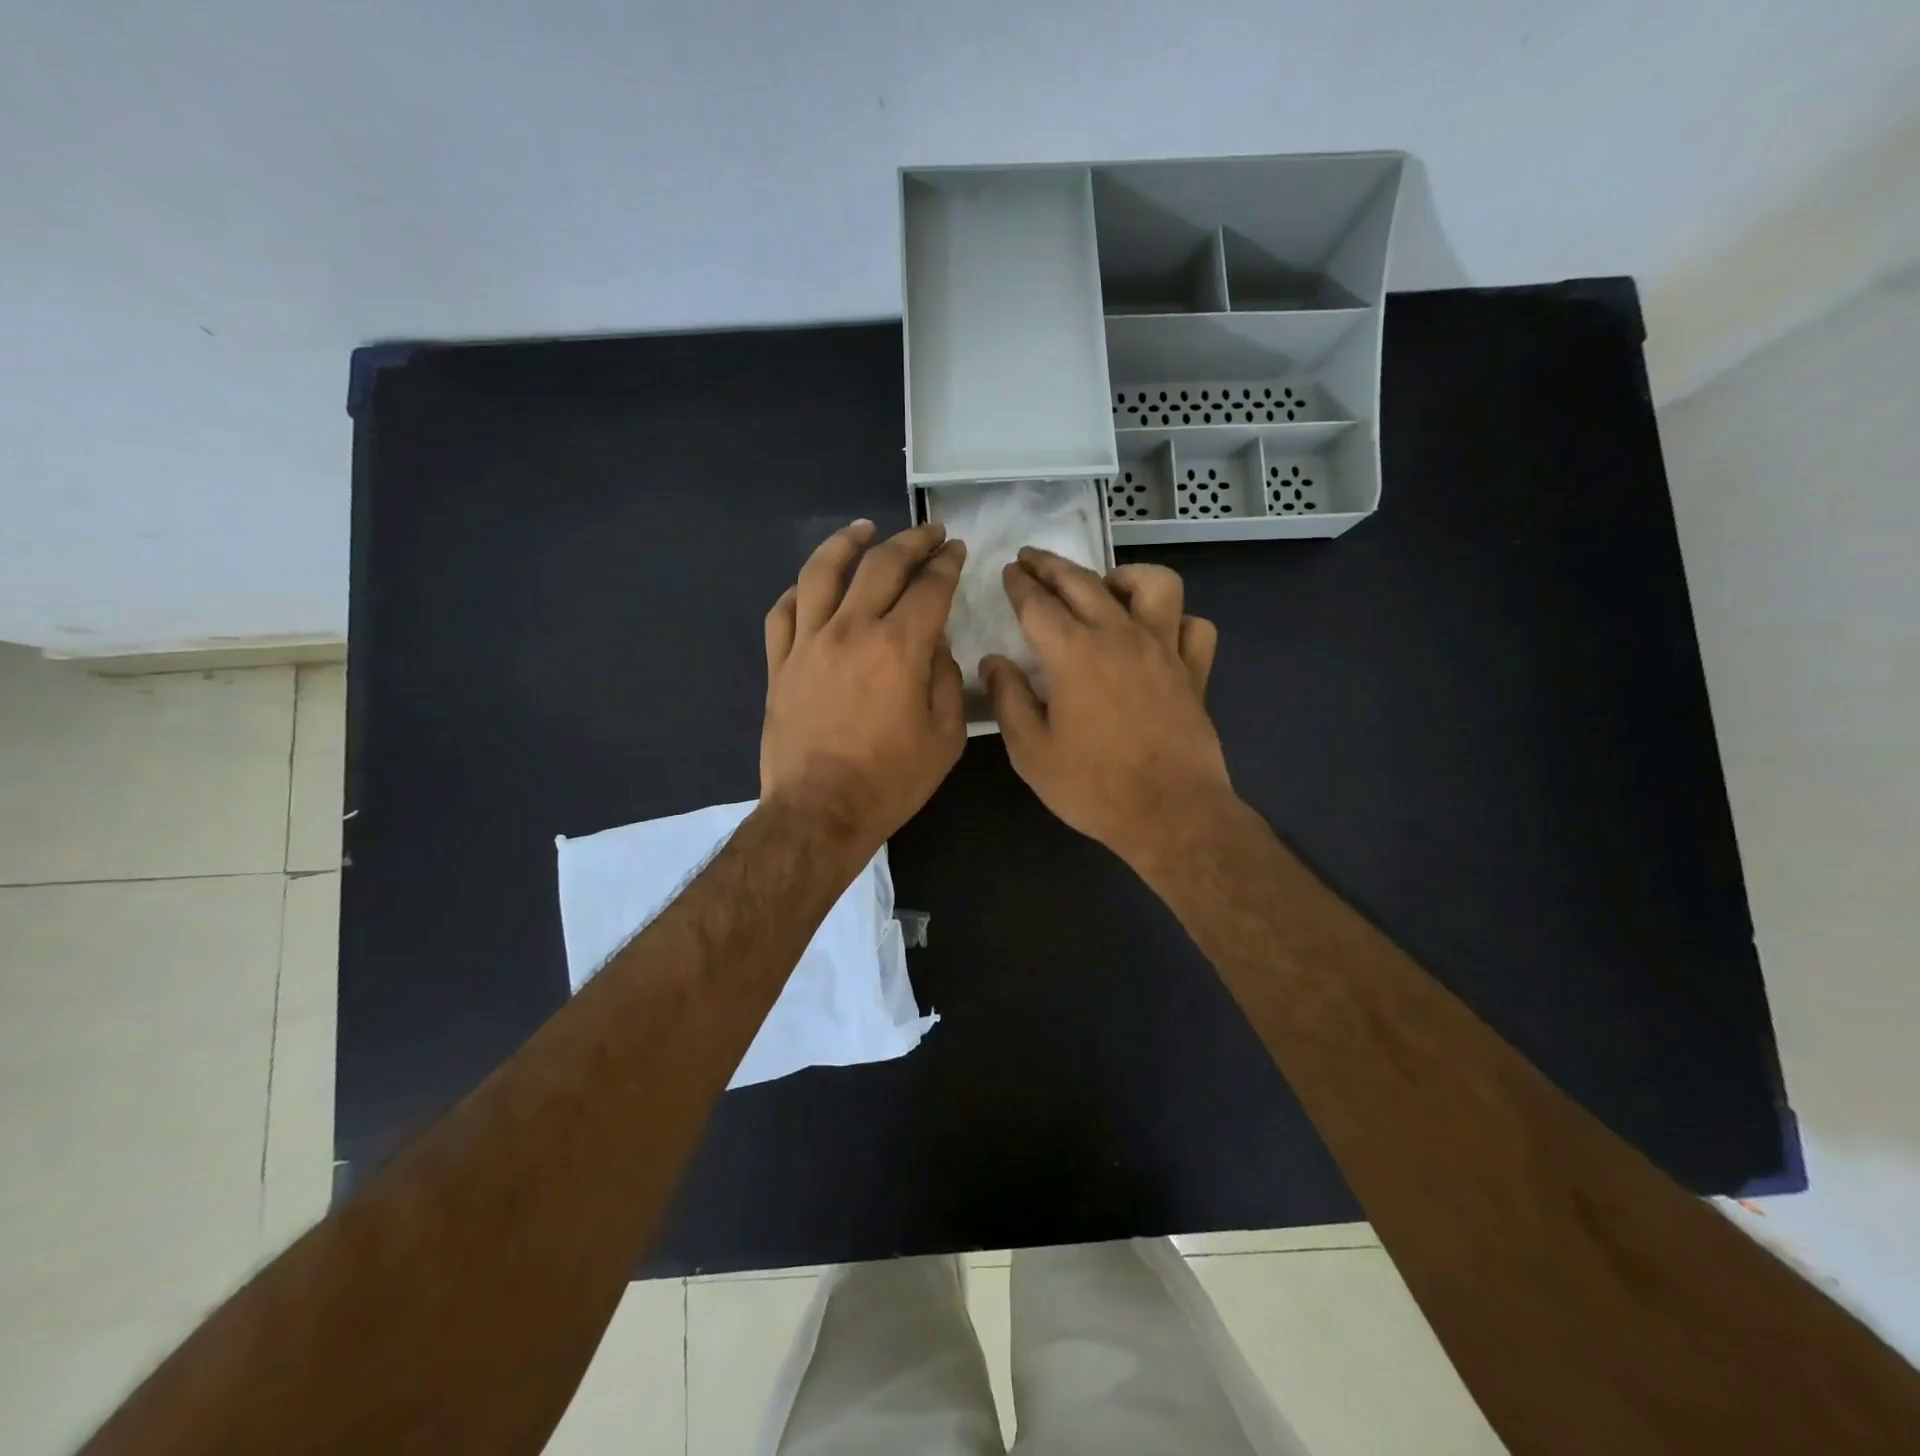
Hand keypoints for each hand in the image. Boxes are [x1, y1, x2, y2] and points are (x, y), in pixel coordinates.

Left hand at [761, 519, 966, 856]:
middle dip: (911, 542)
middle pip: (880, 565)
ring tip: (864, 529)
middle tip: (928, 532)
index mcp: (899, 647)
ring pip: (822, 572)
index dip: (947, 564)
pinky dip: (800, 591)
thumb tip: (935, 643)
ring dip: (846, 543)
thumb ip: (946, 680)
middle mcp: (852, 630)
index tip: (956, 550)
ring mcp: (808, 643)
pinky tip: (811, 586)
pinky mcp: (780, 664)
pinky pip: (783, 612)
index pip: (929, 587)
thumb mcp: (945, 737)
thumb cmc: (890, 782)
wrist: (819, 813)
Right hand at [982, 550, 1229, 868]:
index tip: (1009, 570)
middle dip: (1052, 565)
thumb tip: (994, 661)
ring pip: (1154, 584)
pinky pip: (1193, 627)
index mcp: (1073, 653)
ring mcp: (1164, 649)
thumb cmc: (1093, 787)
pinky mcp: (1195, 671)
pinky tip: (1158, 634)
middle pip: (1083, 582)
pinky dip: (1176, 621)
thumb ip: (1009, 699)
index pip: (1038, 603)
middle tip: (1032, 559)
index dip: (1019, 583)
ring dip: (1124, 576)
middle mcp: (1120, 636)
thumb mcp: (1031, 752)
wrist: (1171, 814)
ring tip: (1105, 588)